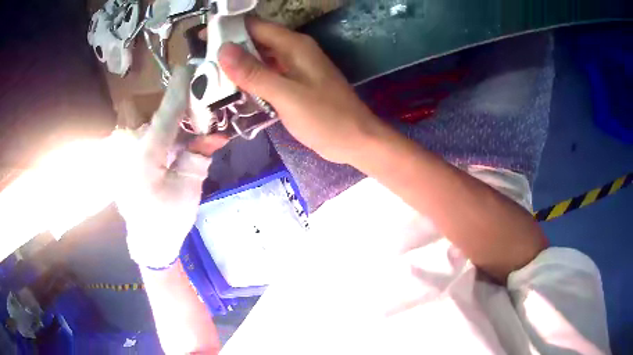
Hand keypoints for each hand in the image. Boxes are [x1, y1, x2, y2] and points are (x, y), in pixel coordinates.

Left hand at [116, 67, 226, 268]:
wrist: (148, 239)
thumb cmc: (168, 218)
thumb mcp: (190, 187)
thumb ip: (200, 154)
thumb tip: (217, 133)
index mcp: (146, 157)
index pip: (166, 114)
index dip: (179, 91)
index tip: (189, 67)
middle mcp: (130, 148)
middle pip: (156, 113)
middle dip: (176, 107)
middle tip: (196, 106)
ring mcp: (123, 151)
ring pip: (150, 122)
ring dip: (170, 120)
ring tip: (188, 124)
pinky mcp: (122, 155)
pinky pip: (144, 133)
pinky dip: (161, 131)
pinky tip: (175, 138)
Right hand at [217, 18, 386, 164]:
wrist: (356, 140)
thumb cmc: (326, 118)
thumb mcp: (287, 95)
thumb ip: (255, 73)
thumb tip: (223, 50)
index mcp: (294, 45)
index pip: (255, 27)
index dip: (228, 30)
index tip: (202, 40)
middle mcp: (293, 51)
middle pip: (255, 42)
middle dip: (229, 50)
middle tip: (201, 65)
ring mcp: (295, 68)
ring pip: (260, 60)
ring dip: (238, 67)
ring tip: (209, 78)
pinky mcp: (294, 84)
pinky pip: (267, 76)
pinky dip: (250, 81)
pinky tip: (234, 92)